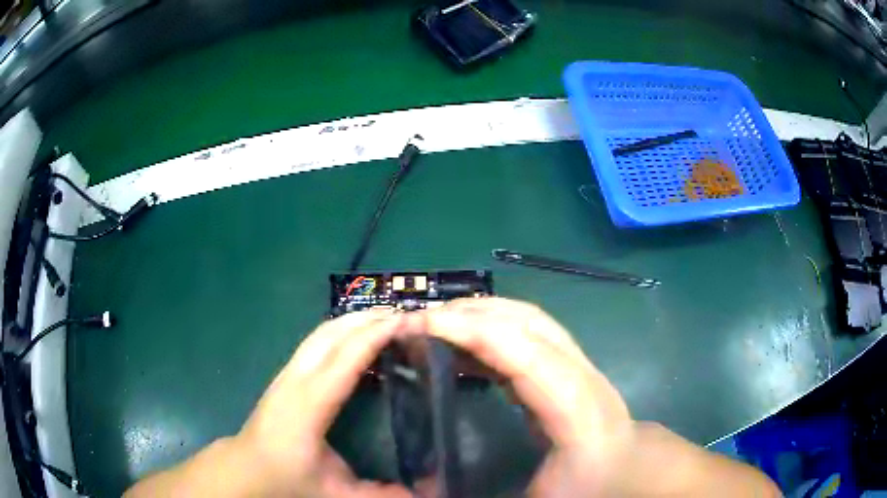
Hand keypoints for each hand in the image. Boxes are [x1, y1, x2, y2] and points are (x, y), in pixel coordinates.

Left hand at [125, 309, 411, 497]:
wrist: (245, 470)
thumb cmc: (286, 479)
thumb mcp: (337, 493)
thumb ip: (381, 495)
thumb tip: (427, 495)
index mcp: (310, 405)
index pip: (346, 358)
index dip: (376, 335)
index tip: (408, 321)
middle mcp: (296, 380)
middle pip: (332, 332)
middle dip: (368, 317)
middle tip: (405, 314)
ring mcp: (287, 374)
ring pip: (322, 333)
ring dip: (354, 321)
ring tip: (386, 320)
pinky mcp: (285, 377)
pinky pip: (317, 342)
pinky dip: (341, 332)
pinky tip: (356, 341)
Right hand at [413, 297, 633, 495]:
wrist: (629, 468)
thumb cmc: (588, 485)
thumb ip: (487, 493)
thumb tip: (426, 483)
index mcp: (578, 412)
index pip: (527, 355)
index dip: (474, 333)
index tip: (421, 327)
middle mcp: (582, 375)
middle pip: (527, 323)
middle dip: (468, 314)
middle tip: (415, 323)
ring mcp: (579, 362)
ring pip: (528, 319)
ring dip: (479, 312)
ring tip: (433, 324)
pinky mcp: (568, 363)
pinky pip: (528, 332)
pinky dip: (490, 326)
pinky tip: (462, 343)